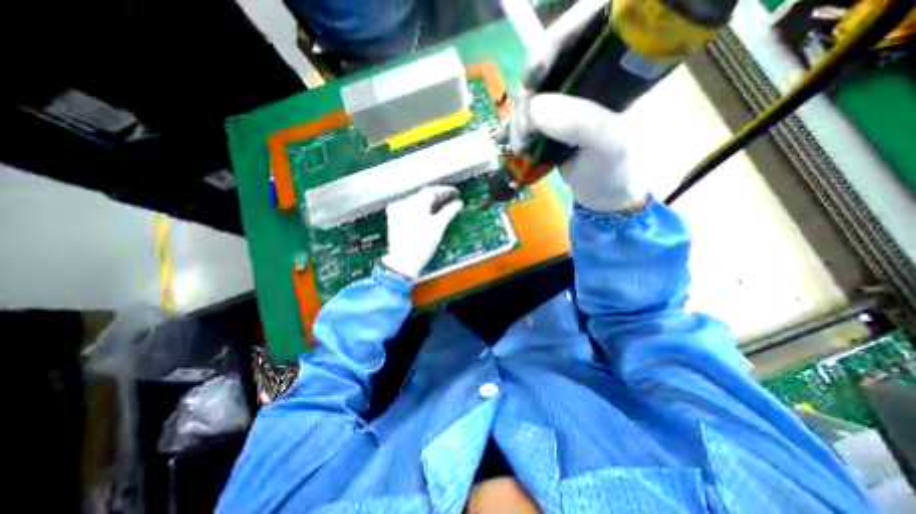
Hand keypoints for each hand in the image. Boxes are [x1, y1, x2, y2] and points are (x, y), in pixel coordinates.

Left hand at [381, 184, 465, 280]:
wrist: (402, 263)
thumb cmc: (421, 246)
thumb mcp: (438, 228)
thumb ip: (449, 212)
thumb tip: (458, 203)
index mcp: (413, 204)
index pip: (431, 191)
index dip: (445, 191)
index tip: (456, 193)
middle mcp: (403, 203)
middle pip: (424, 195)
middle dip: (439, 197)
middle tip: (452, 200)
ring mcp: (397, 211)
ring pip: (417, 202)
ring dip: (430, 203)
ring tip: (444, 206)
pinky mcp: (394, 218)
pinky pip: (410, 208)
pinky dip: (421, 209)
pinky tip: (430, 213)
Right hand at [509, 1, 642, 212]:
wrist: (601, 193)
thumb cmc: (614, 168)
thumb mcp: (608, 144)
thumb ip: (580, 123)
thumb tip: (534, 107)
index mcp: (614, 68)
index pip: (586, 27)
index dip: (556, 41)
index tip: (534, 75)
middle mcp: (587, 76)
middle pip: (547, 63)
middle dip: (529, 96)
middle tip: (524, 131)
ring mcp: (565, 99)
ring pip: (531, 92)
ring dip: (519, 119)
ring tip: (520, 147)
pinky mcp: (549, 119)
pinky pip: (525, 114)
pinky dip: (515, 127)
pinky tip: (513, 143)